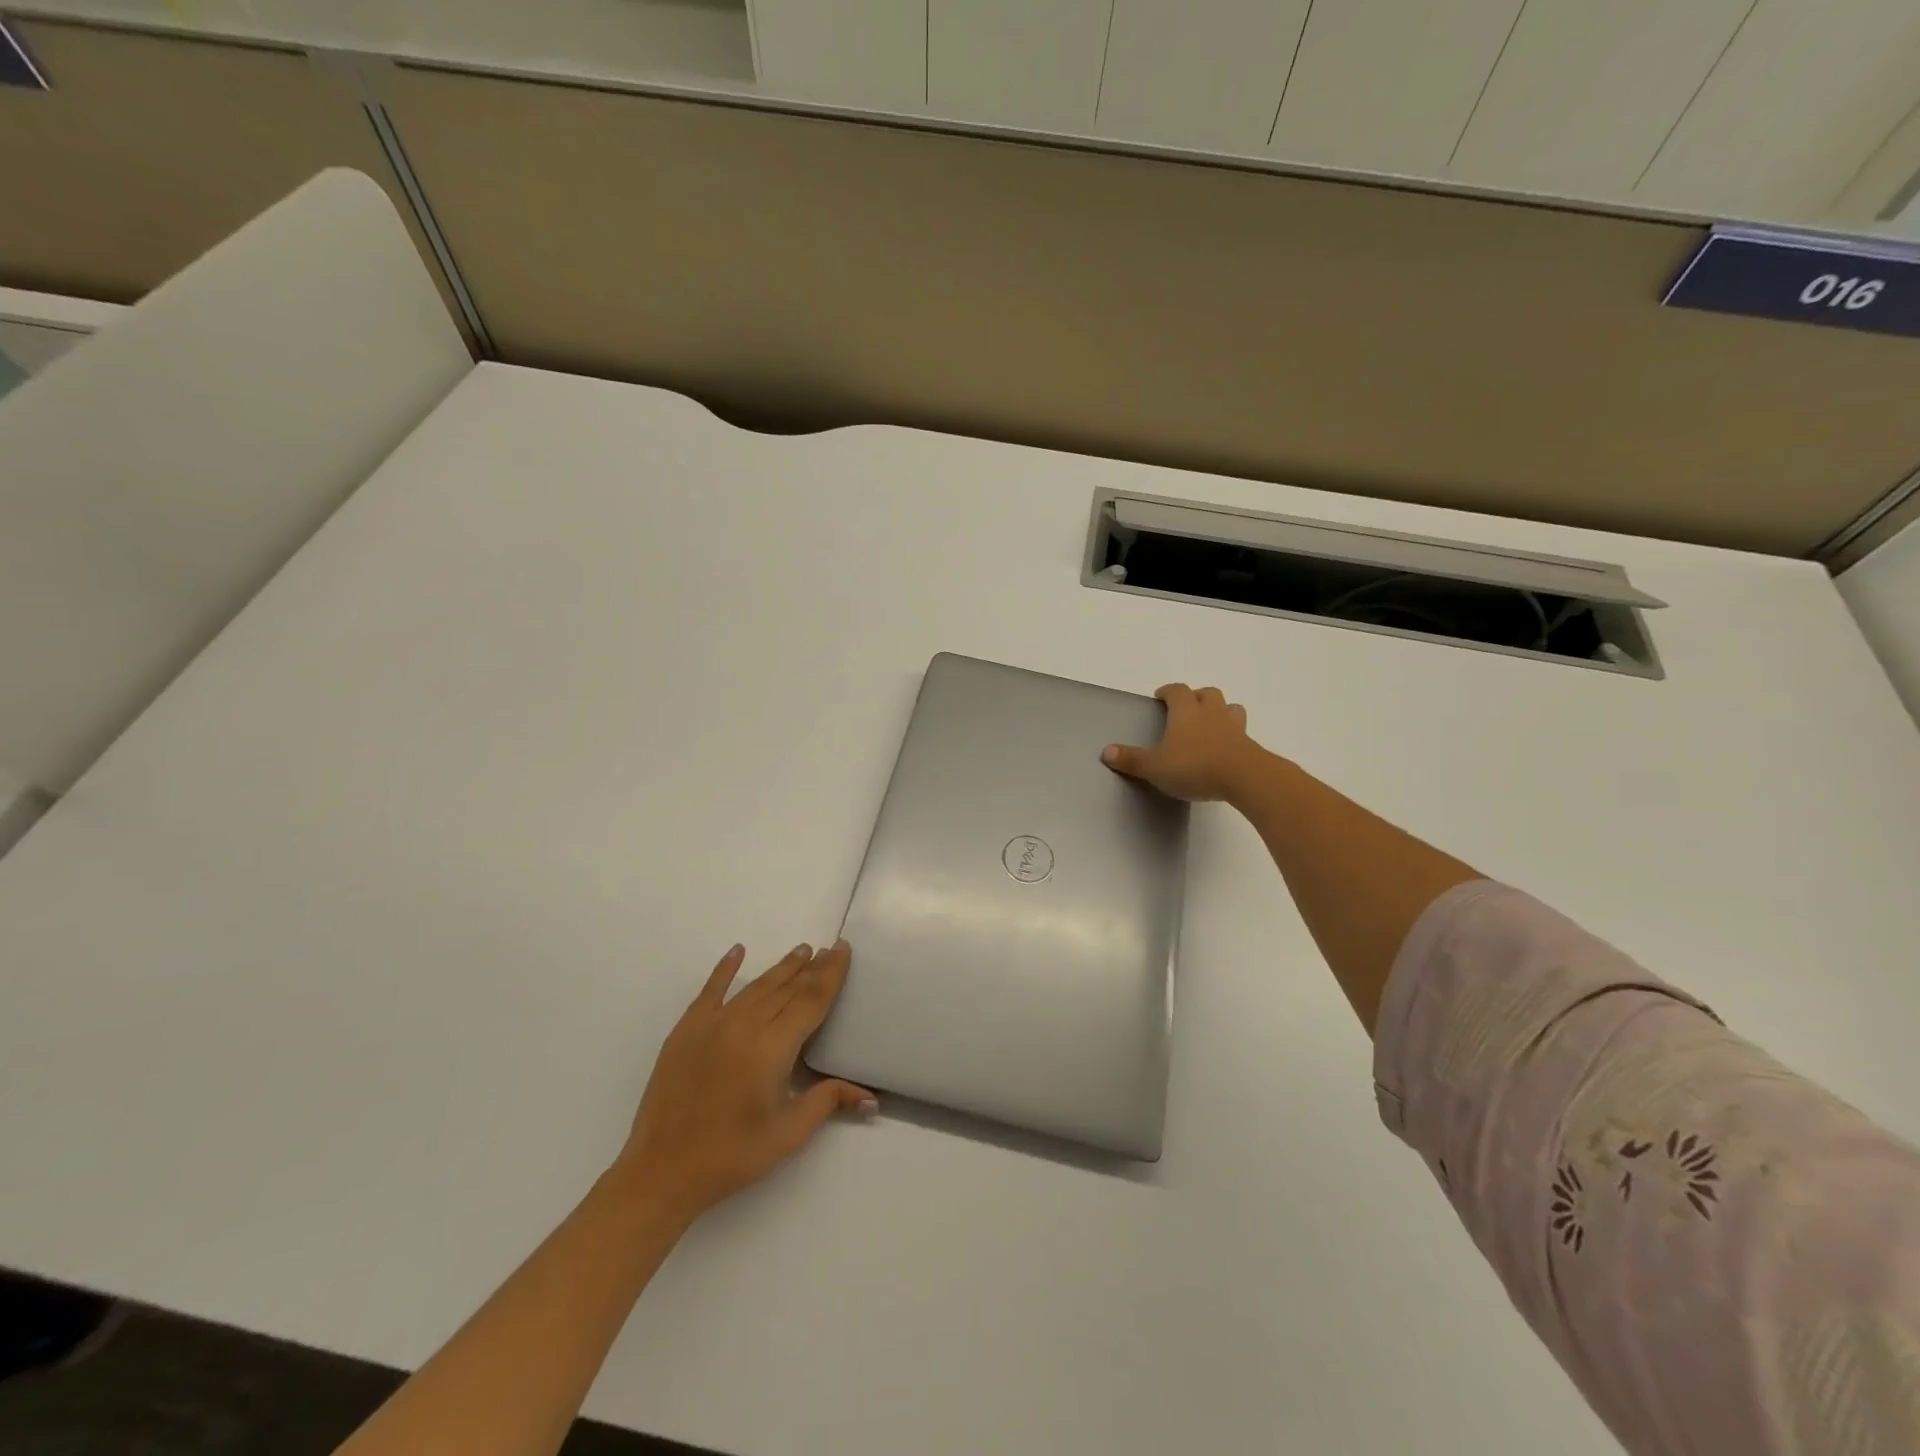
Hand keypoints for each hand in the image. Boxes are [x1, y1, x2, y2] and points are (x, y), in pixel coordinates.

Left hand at [613, 942, 874, 1225]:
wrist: (661, 1172)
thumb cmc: (732, 1155)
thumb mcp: (788, 1133)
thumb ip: (828, 1102)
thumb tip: (871, 1098)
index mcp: (772, 1048)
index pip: (811, 1000)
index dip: (831, 974)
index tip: (843, 949)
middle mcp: (744, 1026)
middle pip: (787, 988)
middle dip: (812, 968)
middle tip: (830, 949)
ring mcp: (712, 1024)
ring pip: (756, 986)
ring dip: (781, 968)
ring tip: (802, 951)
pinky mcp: (686, 1031)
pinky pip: (711, 990)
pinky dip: (725, 969)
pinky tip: (737, 951)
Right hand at [1103, 683, 1259, 802]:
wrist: (1245, 778)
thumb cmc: (1195, 766)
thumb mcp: (1155, 767)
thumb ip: (1132, 759)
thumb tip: (1106, 751)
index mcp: (1186, 711)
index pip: (1177, 691)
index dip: (1168, 691)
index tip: (1161, 696)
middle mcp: (1211, 712)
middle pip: (1206, 693)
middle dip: (1196, 697)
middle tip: (1186, 709)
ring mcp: (1234, 727)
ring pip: (1229, 707)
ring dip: (1219, 711)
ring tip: (1210, 724)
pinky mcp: (1250, 745)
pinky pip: (1240, 731)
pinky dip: (1232, 734)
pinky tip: (1225, 748)